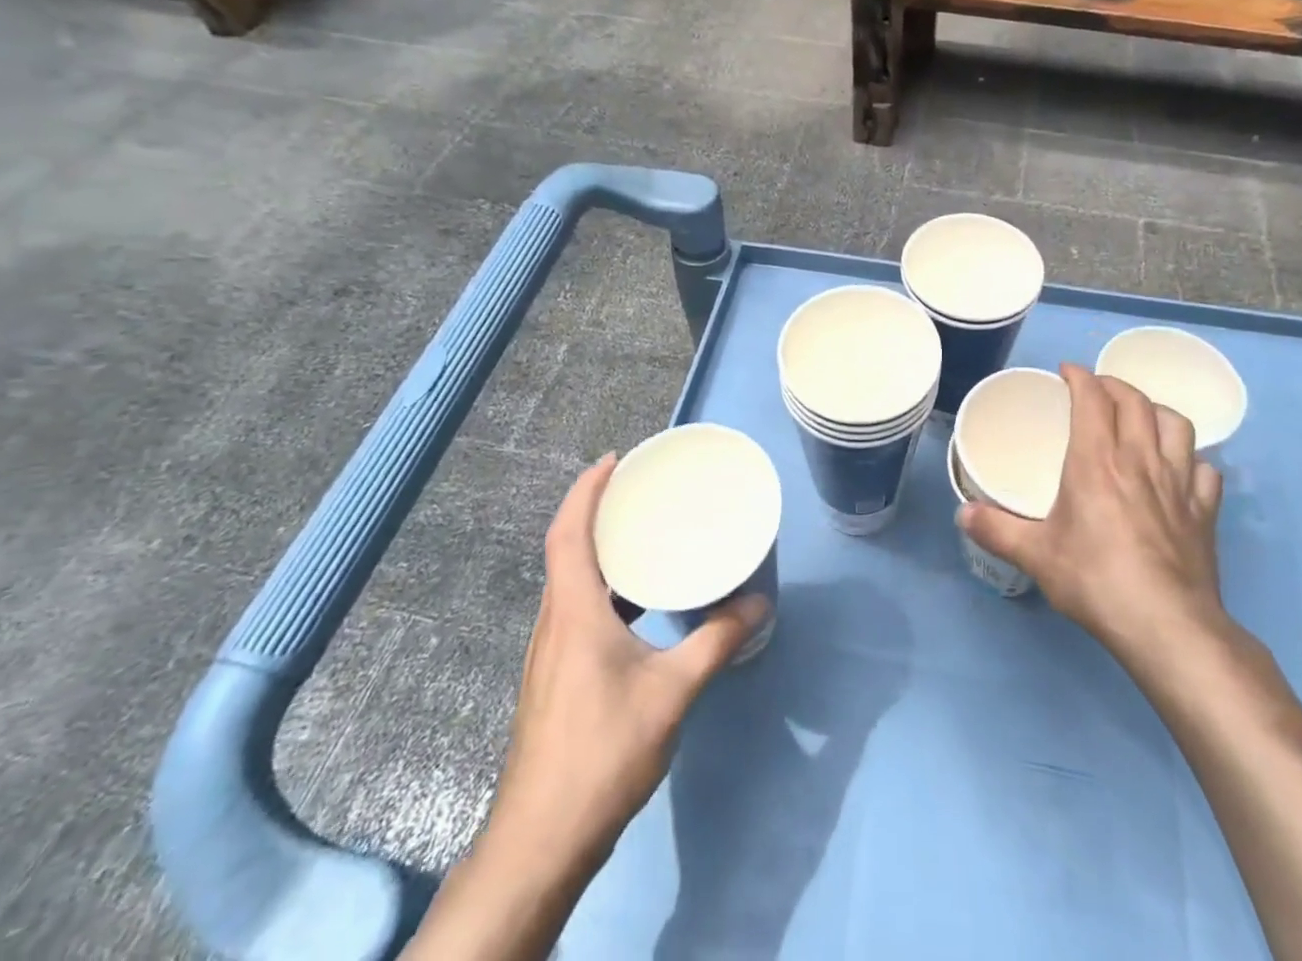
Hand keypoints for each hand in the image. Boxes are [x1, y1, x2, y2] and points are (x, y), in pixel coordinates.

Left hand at [482, 453, 770, 861]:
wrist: (542, 841)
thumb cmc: (604, 752)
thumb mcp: (673, 692)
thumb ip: (717, 641)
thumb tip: (759, 603)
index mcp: (574, 612)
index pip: (568, 533)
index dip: (586, 490)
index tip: (614, 460)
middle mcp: (554, 623)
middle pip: (566, 550)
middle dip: (595, 510)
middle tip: (638, 489)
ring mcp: (549, 652)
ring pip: (569, 581)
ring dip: (597, 549)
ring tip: (641, 535)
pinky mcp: (553, 677)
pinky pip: (576, 609)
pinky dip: (602, 586)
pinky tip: (636, 604)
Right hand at [957, 363, 1228, 658]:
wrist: (1166, 625)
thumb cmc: (1095, 580)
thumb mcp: (1036, 556)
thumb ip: (996, 530)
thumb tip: (961, 514)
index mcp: (1097, 460)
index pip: (1092, 398)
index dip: (1080, 377)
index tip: (1067, 372)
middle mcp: (1140, 460)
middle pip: (1135, 401)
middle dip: (1113, 385)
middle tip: (1096, 390)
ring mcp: (1179, 484)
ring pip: (1176, 425)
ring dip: (1156, 411)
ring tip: (1141, 417)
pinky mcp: (1204, 512)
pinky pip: (1205, 470)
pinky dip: (1192, 460)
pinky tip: (1182, 470)